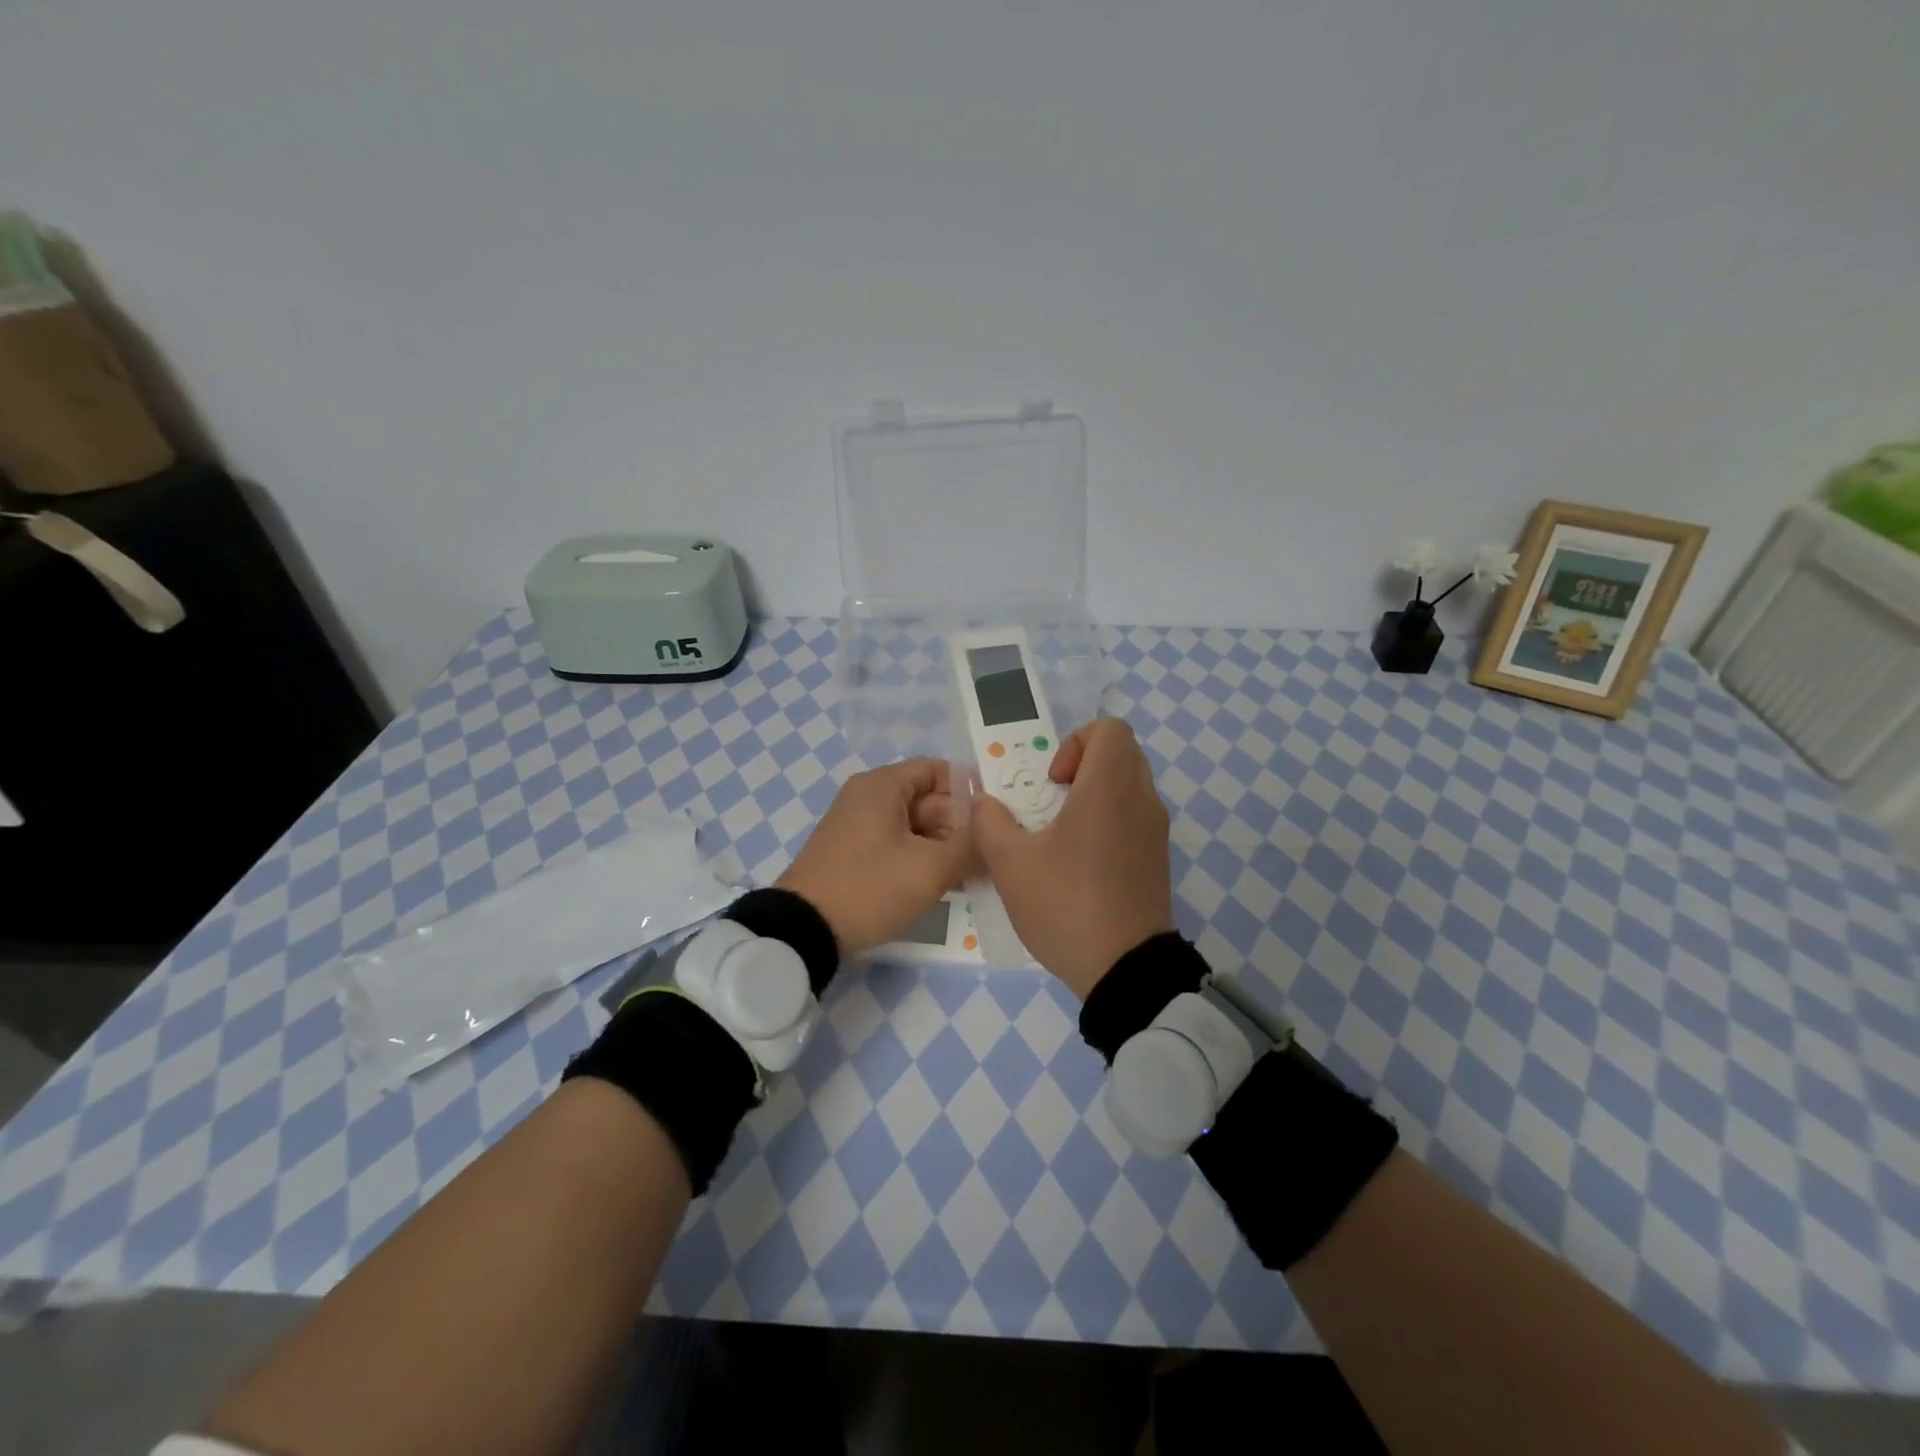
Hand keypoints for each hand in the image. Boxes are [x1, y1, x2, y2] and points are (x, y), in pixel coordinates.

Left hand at [777, 758, 977, 955]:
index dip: (970, 790)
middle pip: (928, 799)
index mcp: (883, 786)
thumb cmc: (870, 887)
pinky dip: (922, 859)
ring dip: (945, 847)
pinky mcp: (854, 854)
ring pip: (915, 826)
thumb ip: (970, 845)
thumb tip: (994, 831)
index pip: (937, 769)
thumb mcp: (929, 868)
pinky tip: (946, 885)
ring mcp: (858, 827)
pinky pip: (898, 846)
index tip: (996, 818)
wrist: (804, 930)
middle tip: (991, 856)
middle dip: (961, 826)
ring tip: (975, 875)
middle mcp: (868, 797)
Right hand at [973, 719, 1173, 999]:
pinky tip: (1082, 861)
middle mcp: (1141, 800)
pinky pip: (1136, 816)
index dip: (1075, 741)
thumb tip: (985, 803)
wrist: (1125, 969)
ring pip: (1130, 785)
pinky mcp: (1159, 858)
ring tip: (1062, 832)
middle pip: (1121, 752)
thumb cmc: (1066, 905)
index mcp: (1109, 788)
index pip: (1109, 728)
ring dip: (1096, 792)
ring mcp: (1156, 831)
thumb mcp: (1010, 864)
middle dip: (1083, 764)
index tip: (1052, 781)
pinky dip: (1111, 819)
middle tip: (1052, 800)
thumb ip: (989, 822)